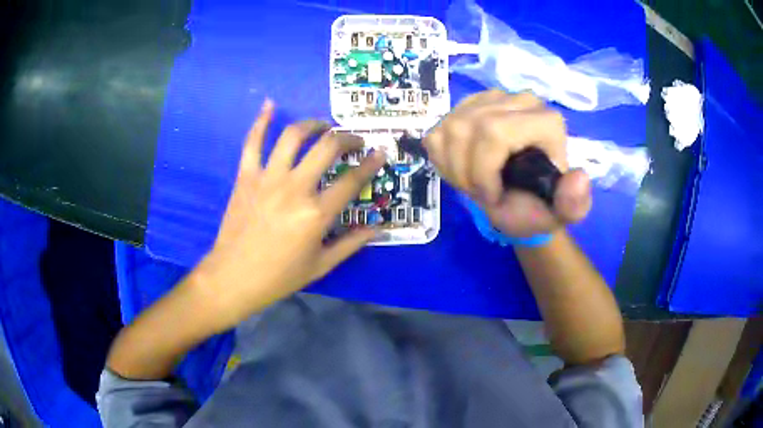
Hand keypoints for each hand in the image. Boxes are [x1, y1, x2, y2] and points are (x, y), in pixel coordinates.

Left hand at [194, 100, 385, 331]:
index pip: (352, 180)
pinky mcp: (246, 176)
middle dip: (347, 138)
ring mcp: (268, 178)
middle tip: (354, 140)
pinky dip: (261, 121)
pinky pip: (253, 142)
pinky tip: (269, 104)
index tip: (381, 152)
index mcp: (316, 214)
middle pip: (327, 148)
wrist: (233, 277)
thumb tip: (378, 228)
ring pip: (293, 136)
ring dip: (313, 124)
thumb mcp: (321, 265)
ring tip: (322, 126)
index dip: (371, 163)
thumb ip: (352, 244)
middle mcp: (295, 188)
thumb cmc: (279, 276)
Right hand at [424, 90, 591, 236]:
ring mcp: (490, 99)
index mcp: (546, 121)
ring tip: (472, 183)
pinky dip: (443, 158)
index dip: (483, 170)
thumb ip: (575, 203)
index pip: (495, 132)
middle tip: (479, 193)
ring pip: (450, 126)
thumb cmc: (538, 207)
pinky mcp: (467, 105)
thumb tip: (578, 176)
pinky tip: (463, 169)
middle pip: (467, 127)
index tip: (493, 196)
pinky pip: (439, 129)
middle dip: (465, 170)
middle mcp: (519, 100)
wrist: (520, 201)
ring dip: (453, 166)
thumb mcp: (561, 214)